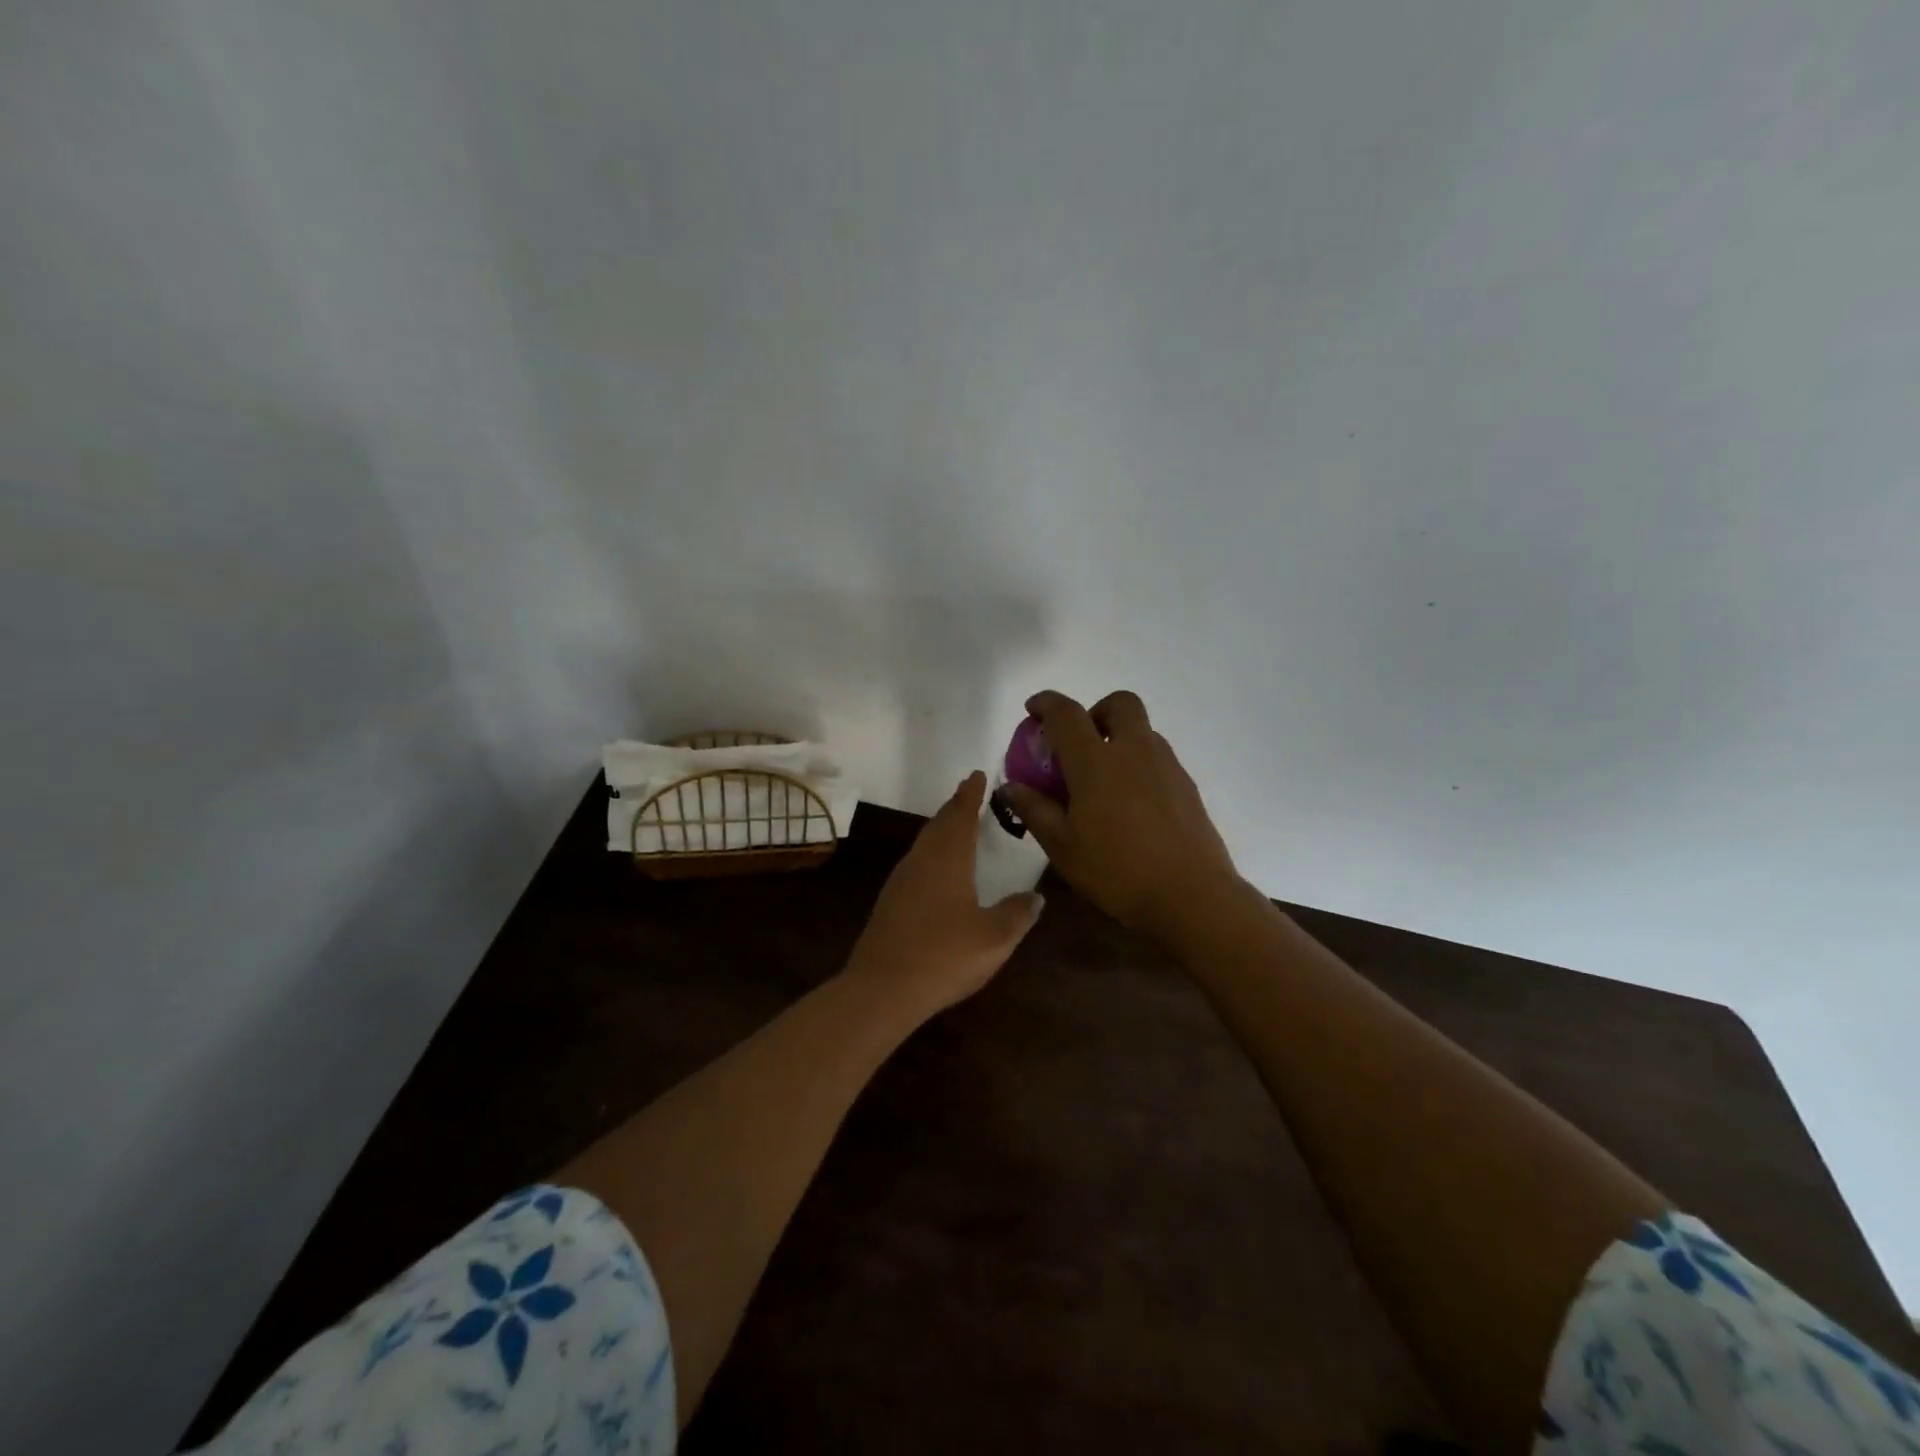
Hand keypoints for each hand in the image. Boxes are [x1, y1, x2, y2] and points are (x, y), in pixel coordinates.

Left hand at [843, 771, 1044, 1022]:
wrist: (882, 988)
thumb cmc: (944, 955)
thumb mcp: (994, 937)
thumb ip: (1018, 914)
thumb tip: (1036, 897)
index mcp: (947, 858)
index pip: (961, 815)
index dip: (971, 794)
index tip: (978, 774)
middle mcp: (921, 860)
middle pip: (939, 824)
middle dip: (956, 807)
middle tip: (970, 793)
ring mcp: (901, 880)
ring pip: (924, 843)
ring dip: (942, 829)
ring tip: (957, 826)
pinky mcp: (890, 902)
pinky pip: (916, 863)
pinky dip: (932, 854)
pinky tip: (937, 871)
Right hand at [1004, 690, 1240, 941]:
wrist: (1191, 895)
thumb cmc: (1116, 870)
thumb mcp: (1062, 845)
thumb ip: (1034, 809)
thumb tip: (1011, 786)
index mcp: (1096, 761)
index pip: (1066, 714)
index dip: (1046, 703)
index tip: (1033, 710)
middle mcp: (1134, 750)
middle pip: (1119, 703)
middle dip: (1095, 711)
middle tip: (1080, 743)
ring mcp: (1166, 765)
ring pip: (1142, 730)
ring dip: (1119, 737)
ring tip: (1103, 779)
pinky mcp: (1187, 785)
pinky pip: (1158, 757)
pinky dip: (1139, 763)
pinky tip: (1131, 804)